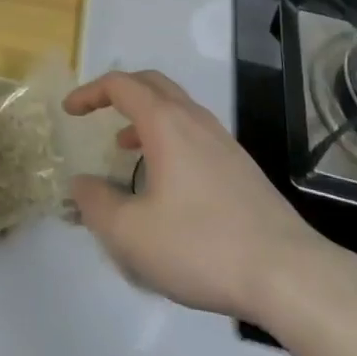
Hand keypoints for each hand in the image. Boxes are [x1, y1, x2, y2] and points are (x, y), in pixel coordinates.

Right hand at [63, 70, 340, 322]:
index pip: (121, 86)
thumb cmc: (202, 245)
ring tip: (125, 147)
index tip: (70, 110)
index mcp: (165, 122)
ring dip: (145, 115)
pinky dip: (169, 136)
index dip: (90, 92)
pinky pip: (194, 131)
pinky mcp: (239, 165)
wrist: (287, 272)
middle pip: (152, 83)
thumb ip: (97, 205)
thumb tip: (80, 184)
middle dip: (120, 91)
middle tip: (97, 112)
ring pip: (176, 107)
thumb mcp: (133, 235)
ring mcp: (222, 139)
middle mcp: (194, 118)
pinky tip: (166, 180)